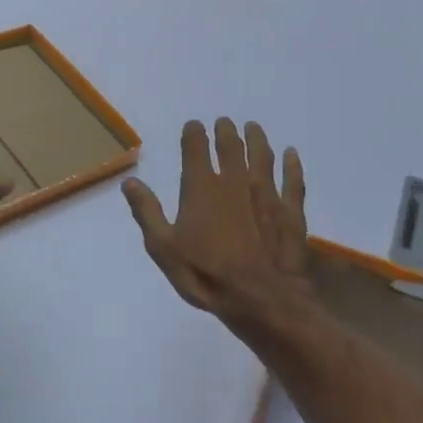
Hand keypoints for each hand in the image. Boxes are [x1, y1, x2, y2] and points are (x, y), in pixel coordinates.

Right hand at [123, 118, 314, 342]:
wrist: (260, 299)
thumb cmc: (205, 275)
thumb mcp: (163, 248)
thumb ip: (147, 212)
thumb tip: (130, 182)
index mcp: (201, 187)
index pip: (195, 147)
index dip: (194, 133)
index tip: (194, 125)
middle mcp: (235, 181)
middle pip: (231, 146)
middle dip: (226, 131)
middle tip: (225, 123)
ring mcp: (267, 193)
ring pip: (263, 156)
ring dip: (257, 138)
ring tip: (253, 128)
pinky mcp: (291, 211)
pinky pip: (293, 180)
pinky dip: (292, 165)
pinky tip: (291, 154)